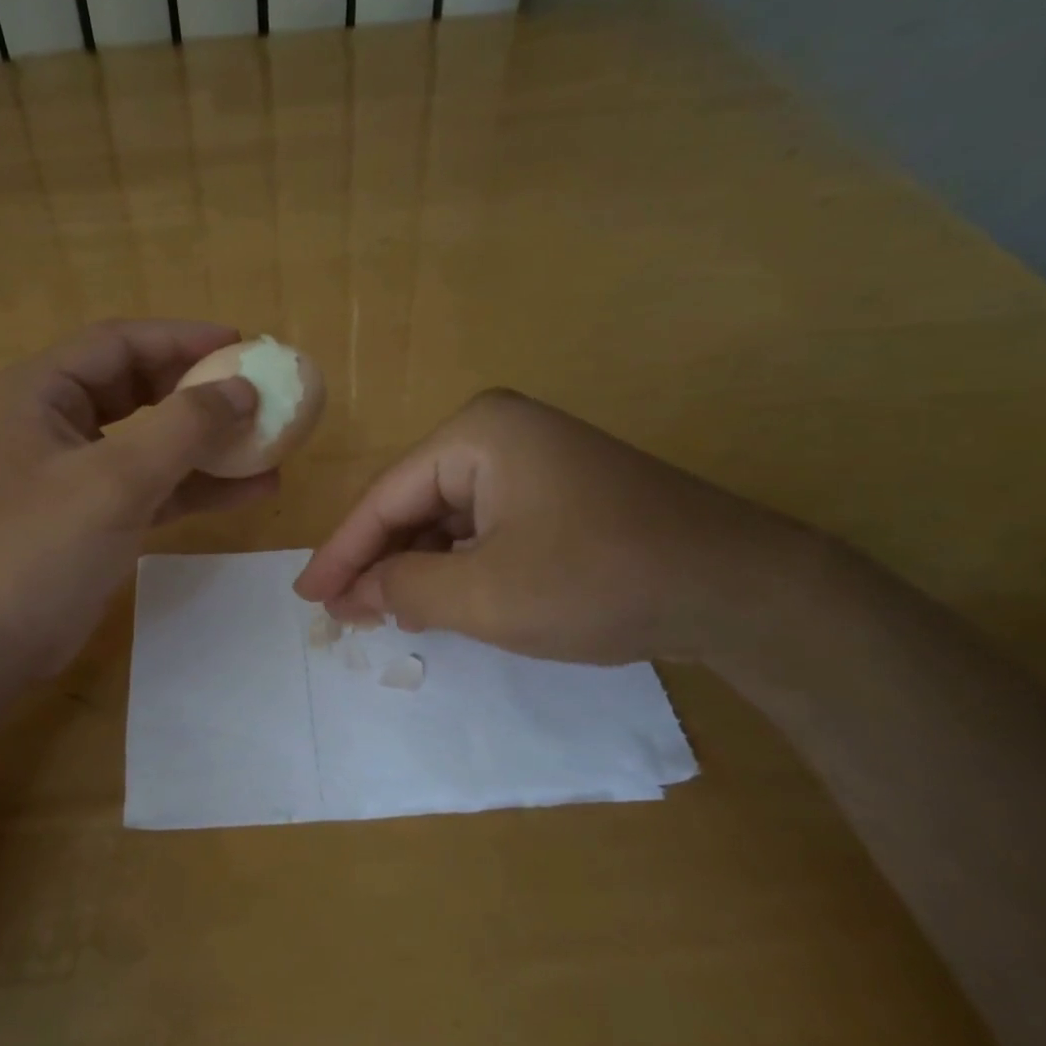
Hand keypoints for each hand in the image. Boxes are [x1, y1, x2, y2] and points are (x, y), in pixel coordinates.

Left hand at [0, 321, 275, 678]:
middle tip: (255, 391)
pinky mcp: (94, 517)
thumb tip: (243, 389)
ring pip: (151, 440)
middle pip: (138, 386)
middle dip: (197, 389)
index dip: (181, 337)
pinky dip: (197, 486)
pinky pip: (154, 486)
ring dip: (206, 442)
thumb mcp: (116, 479)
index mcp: (42, 393)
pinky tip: (251, 489)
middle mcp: (56, 422)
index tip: (240, 344)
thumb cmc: (39, 547)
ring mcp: (76, 473)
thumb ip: (184, 427)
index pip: (119, 343)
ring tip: (268, 442)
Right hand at [295, 389, 804, 665]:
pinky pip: (486, 525)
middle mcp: (499, 433)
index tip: (305, 597)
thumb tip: (357, 591)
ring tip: (382, 613)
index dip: (341, 553)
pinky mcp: (558, 490)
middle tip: (341, 612)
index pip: (385, 497)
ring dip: (417, 566)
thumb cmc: (599, 580)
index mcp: (475, 435)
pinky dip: (459, 564)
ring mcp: (533, 459)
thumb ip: (405, 589)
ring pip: (448, 518)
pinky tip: (441, 599)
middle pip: (414, 503)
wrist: (741, 589)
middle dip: (379, 560)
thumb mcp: (486, 596)